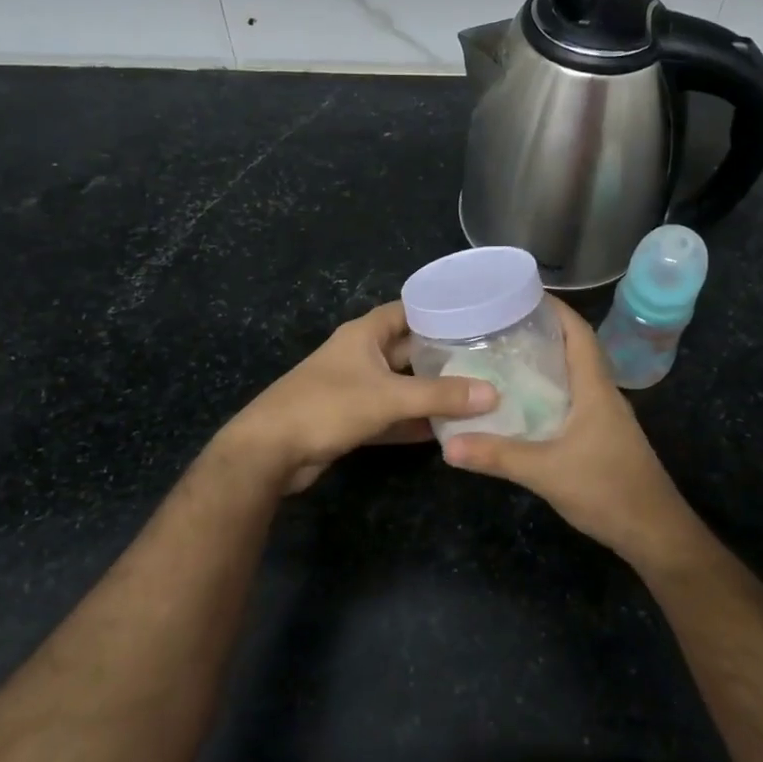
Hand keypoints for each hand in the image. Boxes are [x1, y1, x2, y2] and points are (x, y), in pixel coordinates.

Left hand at [222, 300, 496, 492]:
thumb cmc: (327, 407)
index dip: (440, 311)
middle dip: (443, 356)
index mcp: (365, 334)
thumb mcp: (388, 397)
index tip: (478, 318)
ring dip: (431, 392)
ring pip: (402, 385)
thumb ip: (440, 396)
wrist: (270, 451)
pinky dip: (414, 421)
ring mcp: (355, 388)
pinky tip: (445, 430)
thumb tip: (493, 394)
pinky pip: (392, 414)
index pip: (409, 310)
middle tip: (487, 361)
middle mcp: (361, 355)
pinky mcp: (352, 419)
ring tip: (475, 395)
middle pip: (409, 349)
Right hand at [441, 298, 704, 566]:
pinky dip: (546, 393)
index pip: (578, 333)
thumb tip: (448, 444)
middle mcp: (601, 395)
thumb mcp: (546, 472)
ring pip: (571, 377)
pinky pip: (570, 401)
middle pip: (573, 350)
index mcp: (595, 388)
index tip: (518, 294)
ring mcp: (603, 418)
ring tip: (500, 357)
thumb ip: (498, 456)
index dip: (554, 309)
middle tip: (495, 326)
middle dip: (539, 332)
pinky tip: (519, 405)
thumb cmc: (607, 490)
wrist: (653, 532)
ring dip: (543, 364)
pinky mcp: (600, 438)